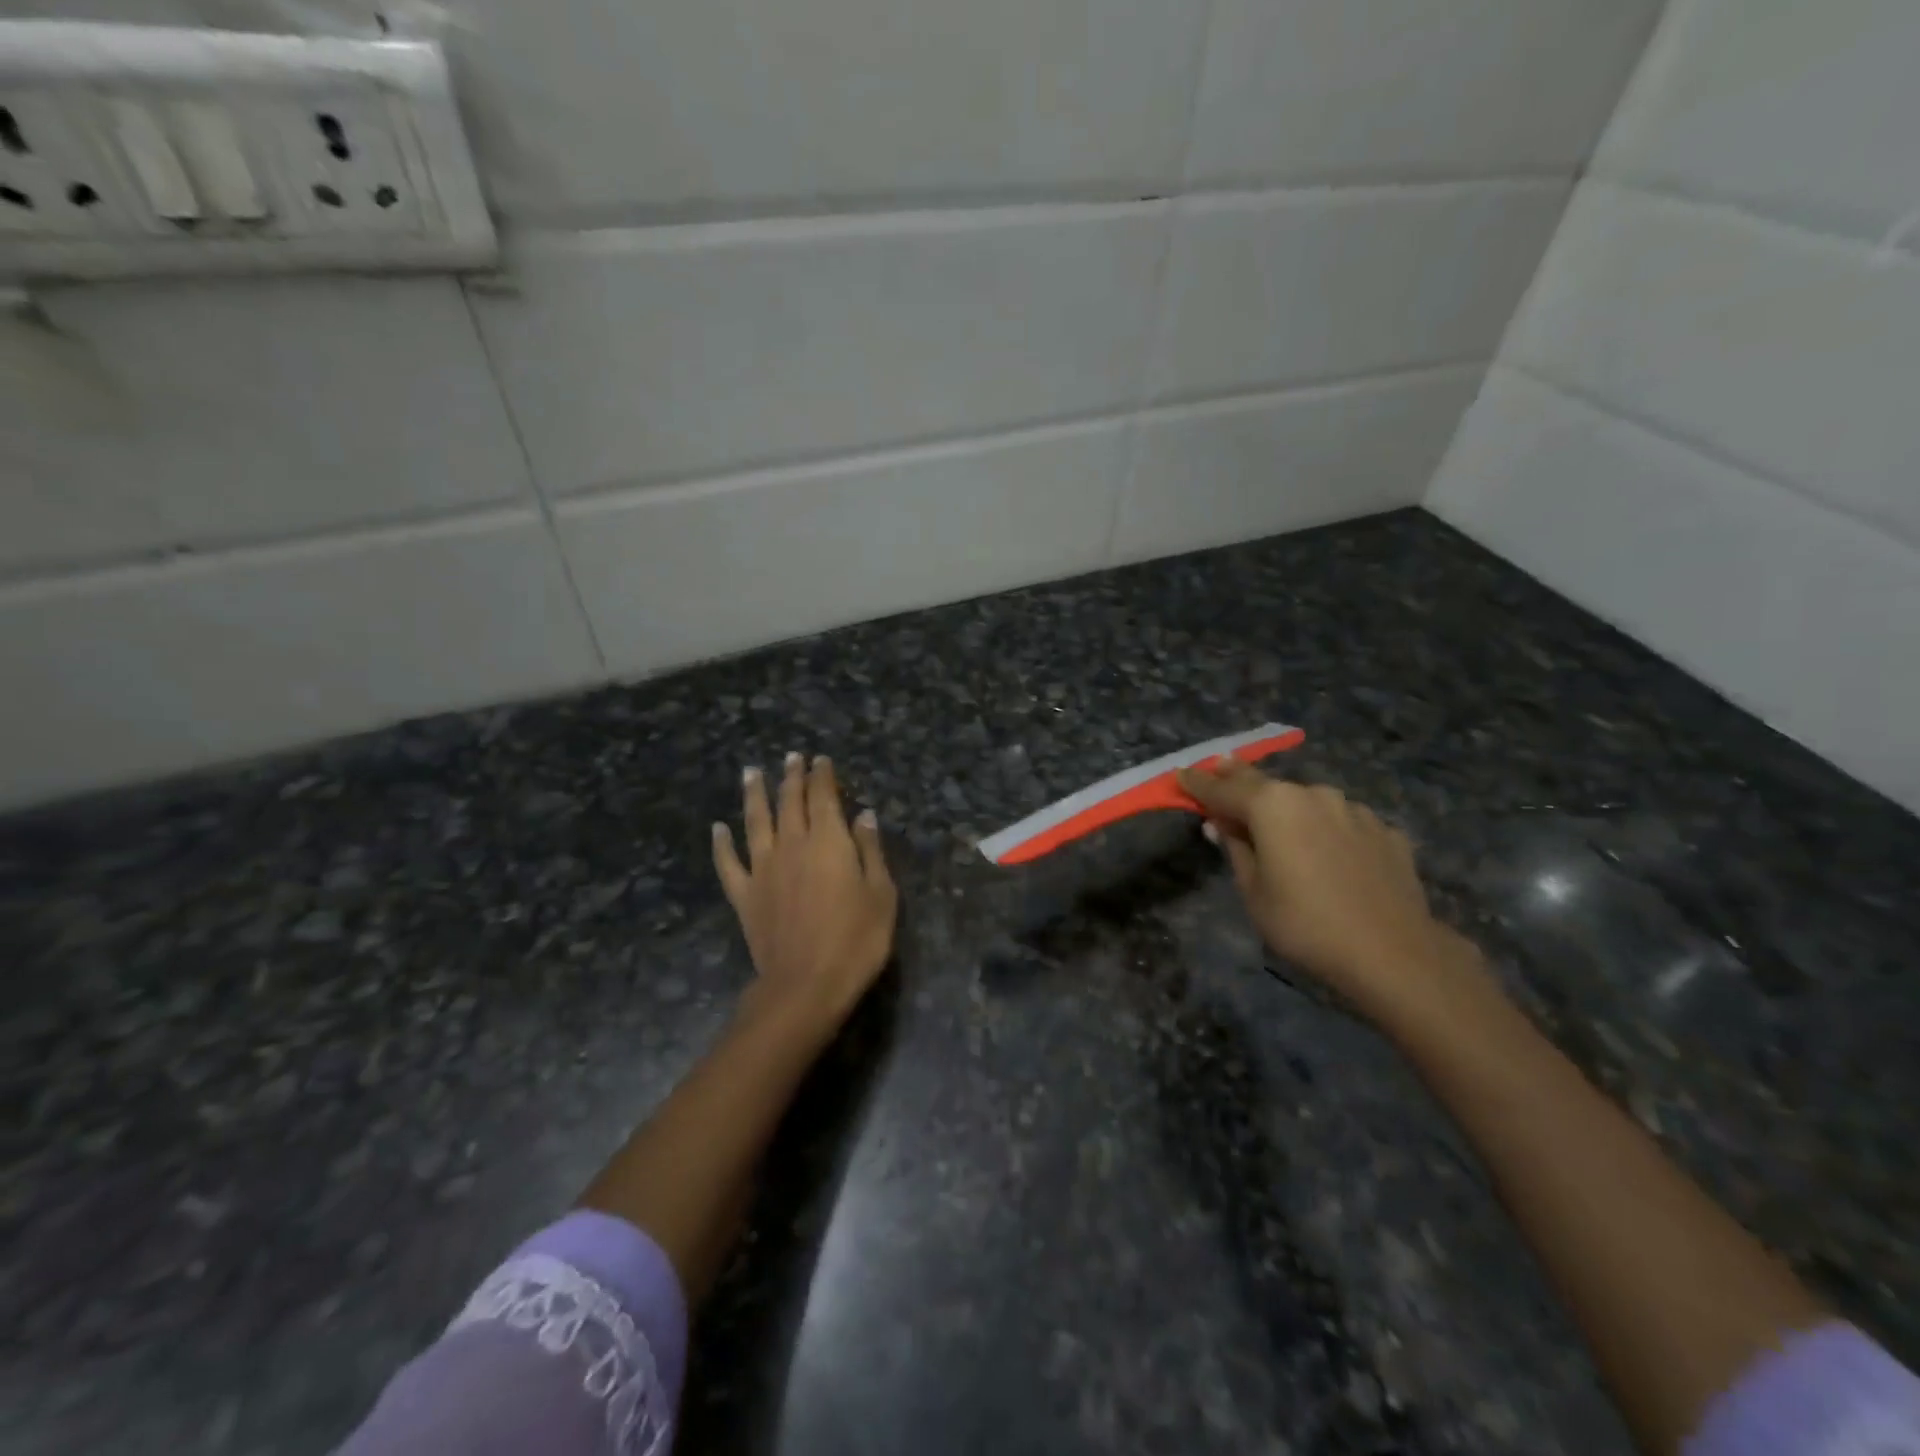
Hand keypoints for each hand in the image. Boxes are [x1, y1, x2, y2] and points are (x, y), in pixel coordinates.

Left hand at [713, 752, 896, 1035]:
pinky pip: (728, 863)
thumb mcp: (882, 894)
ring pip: (755, 821)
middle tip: (791, 757)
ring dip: (754, 794)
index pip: (823, 797)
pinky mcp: (744, 895)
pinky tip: (717, 828)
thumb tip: (863, 815)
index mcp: (829, 841)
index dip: (822, 775)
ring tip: (751, 772)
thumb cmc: (856, 940)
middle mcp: (792, 844)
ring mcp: (763, 869)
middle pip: (790, 802)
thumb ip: (870, 850)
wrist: (805, 984)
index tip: (820, 759)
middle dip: (791, 776)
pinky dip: (721, 844)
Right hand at [1177, 761, 1474, 1022]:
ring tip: (1281, 823)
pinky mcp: (1385, 830)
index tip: (1181, 774)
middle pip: (1264, 783)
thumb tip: (1222, 825)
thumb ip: (1236, 849)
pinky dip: (1327, 829)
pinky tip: (1330, 854)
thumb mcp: (1254, 892)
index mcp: (1272, 806)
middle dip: (1238, 777)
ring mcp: (1353, 809)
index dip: (1198, 783)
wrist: (1393, 952)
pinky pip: (1343, 823)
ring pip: (1308, 802)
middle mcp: (1312, 794)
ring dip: (1289, 808)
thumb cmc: (1305, 924)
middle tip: (1219, 766)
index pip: (1222, 789)